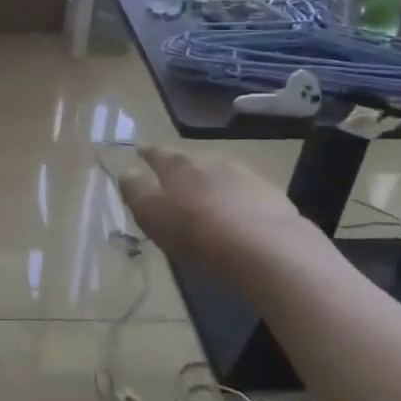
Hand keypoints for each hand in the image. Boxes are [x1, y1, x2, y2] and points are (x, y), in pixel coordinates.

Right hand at [116, 146, 325, 272]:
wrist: (265, 247)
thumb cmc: (195, 230)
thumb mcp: (151, 213)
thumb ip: (135, 190)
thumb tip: (126, 172)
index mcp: (177, 164)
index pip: (157, 153)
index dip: (147, 154)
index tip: (140, 153)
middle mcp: (211, 161)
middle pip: (192, 161)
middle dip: (183, 170)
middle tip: (175, 184)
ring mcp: (246, 176)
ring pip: (223, 175)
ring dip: (214, 185)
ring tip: (209, 203)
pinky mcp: (274, 198)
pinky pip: (249, 196)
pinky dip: (240, 203)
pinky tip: (240, 219)